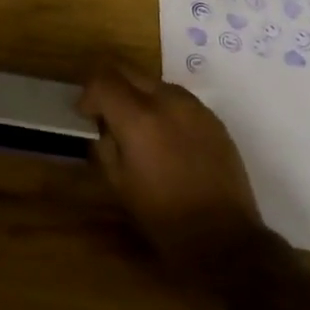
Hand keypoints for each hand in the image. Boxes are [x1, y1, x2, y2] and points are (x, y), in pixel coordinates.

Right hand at [78, 64, 267, 275]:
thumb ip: (104, 146)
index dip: (88, 94)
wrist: (223, 237)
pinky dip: (164, 109)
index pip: (103, 81)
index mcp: (138, 118)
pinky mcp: (213, 118)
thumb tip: (103, 128)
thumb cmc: (163, 216)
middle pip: (128, 71)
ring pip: (155, 83)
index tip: (86, 115)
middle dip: (111, 87)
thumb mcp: (118, 184)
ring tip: (140, 128)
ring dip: (139, 96)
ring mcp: (194, 107)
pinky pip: (179, 100)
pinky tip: (167, 139)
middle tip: (107, 114)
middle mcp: (167, 101)